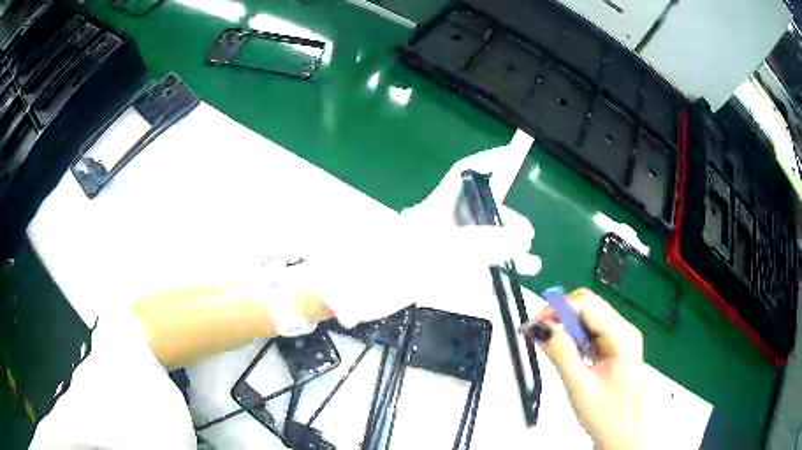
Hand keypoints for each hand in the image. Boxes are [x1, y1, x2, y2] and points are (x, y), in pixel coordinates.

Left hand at [292, 130, 541, 326]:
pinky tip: (510, 275)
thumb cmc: (382, 269)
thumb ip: (478, 246)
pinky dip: (491, 267)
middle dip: (505, 219)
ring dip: (504, 247)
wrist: (349, 295)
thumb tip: (520, 237)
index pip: (463, 175)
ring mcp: (437, 247)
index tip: (508, 157)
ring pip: (479, 239)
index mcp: (433, 209)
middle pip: (478, 210)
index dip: (486, 163)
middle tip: (525, 238)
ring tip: (530, 261)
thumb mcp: (434, 255)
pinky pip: (471, 263)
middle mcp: (437, 223)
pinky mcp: (435, 269)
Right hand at [527, 288, 641, 449]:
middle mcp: (624, 330)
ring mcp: (621, 338)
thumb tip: (541, 327)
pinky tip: (563, 351)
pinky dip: (574, 337)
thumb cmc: (603, 413)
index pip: (588, 305)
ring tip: (546, 343)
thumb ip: (561, 353)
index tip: (534, 325)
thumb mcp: (579, 385)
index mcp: (622, 336)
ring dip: (566, 326)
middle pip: (589, 306)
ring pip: (589, 318)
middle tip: (537, 333)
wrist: (619, 434)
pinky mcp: (615, 348)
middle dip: (561, 315)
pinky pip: (591, 332)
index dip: (558, 309)